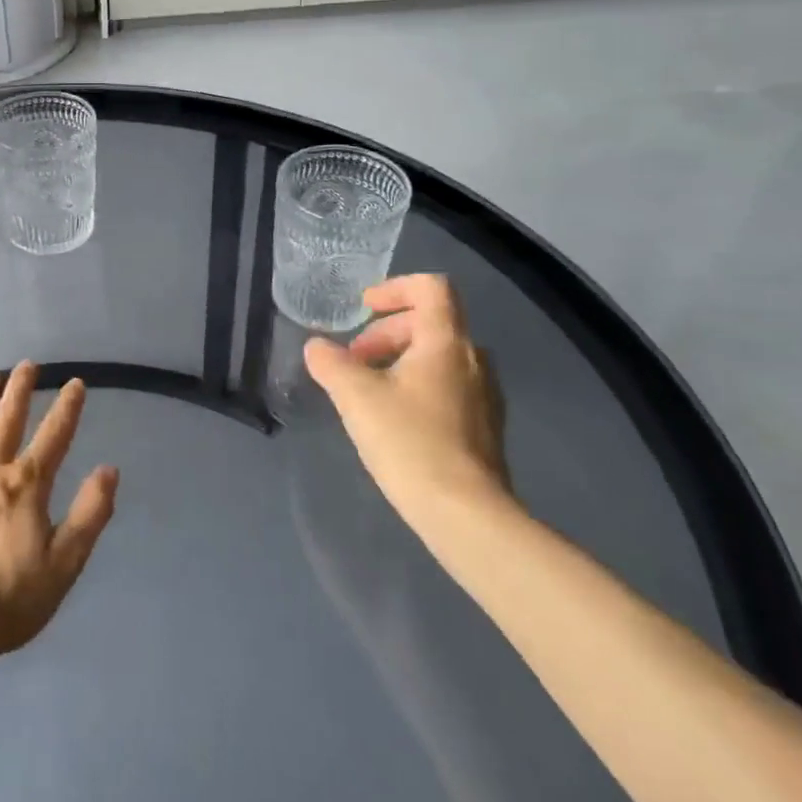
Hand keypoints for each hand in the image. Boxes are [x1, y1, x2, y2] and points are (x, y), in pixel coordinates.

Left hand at [0, 363, 117, 680]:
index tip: (75, 383)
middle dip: (20, 390)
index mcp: (25, 487)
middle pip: (7, 421)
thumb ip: (89, 516)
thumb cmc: (3, 603)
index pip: (54, 437)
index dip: (67, 408)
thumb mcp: (62, 567)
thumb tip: (109, 470)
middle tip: (27, 365)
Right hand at [303, 275, 511, 535]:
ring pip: (439, 356)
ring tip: (368, 390)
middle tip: (355, 359)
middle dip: (386, 332)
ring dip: (400, 360)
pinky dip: (417, 385)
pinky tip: (393, 419)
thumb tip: (316, 347)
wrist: (466, 514)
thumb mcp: (356, 397)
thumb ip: (331, 364)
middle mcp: (472, 359)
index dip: (395, 288)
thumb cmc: (409, 441)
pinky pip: (448, 386)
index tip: (364, 308)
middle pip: (431, 323)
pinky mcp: (485, 426)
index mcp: (446, 342)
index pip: (431, 288)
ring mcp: (484, 394)